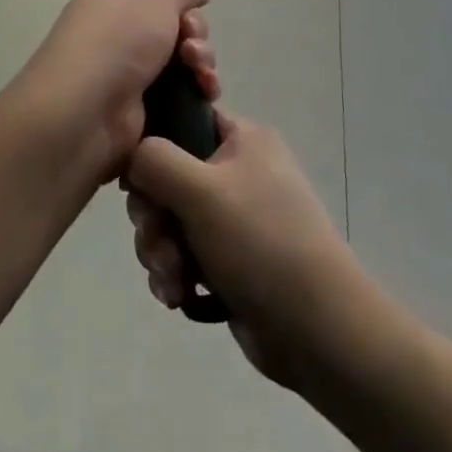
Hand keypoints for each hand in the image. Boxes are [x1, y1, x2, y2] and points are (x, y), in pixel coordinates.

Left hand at [2, 0, 213, 180]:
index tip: (188, 20)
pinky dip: (196, 96)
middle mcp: (116, 36)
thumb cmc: (117, 42)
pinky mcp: (136, 112)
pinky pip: (177, 98)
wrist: (84, 112)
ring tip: (202, 79)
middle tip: (192, 52)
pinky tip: (205, 98)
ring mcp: (126, 76)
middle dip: (196, 40)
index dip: (182, 9)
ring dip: (201, 68)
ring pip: (181, 66)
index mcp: (111, 2)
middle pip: (175, 32)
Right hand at [125, 110, 361, 386]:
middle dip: (154, 218)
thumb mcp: (201, 190)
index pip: (182, 120)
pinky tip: (179, 297)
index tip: (136, 181)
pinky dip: (177, 274)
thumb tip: (132, 155)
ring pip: (171, 220)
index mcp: (242, 140)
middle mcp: (239, 171)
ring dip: (161, 252)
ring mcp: (235, 218)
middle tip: (160, 244)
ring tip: (173, 282)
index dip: (152, 148)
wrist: (318, 332)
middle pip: (167, 177)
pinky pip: (184, 254)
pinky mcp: (229, 260)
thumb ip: (154, 160)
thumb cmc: (260, 243)